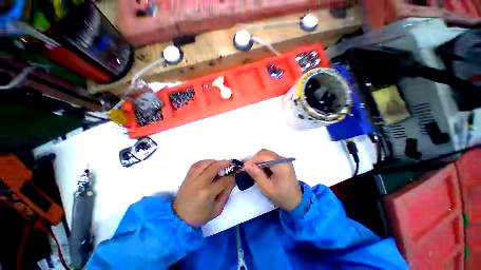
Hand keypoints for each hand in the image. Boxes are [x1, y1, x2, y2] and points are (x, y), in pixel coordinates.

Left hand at [173, 160, 235, 227]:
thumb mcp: (218, 209)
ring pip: (205, 163)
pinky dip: (204, 162)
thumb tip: (232, 180)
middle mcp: (200, 183)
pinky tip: (209, 164)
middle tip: (231, 163)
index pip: (224, 180)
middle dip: (225, 163)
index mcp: (208, 193)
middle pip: (214, 167)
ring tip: (220, 163)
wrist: (180, 218)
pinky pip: (196, 164)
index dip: (232, 176)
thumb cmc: (200, 215)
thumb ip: (226, 193)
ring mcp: (192, 178)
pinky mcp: (187, 176)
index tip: (236, 174)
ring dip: (215, 161)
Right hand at [244, 149, 301, 210]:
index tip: (244, 168)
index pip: (264, 156)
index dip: (253, 160)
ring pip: (266, 154)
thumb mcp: (267, 188)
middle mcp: (283, 159)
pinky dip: (263, 162)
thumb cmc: (281, 196)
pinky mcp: (282, 161)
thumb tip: (247, 165)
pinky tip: (263, 171)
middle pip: (265, 153)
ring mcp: (283, 160)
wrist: (296, 201)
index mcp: (281, 165)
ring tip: (257, 171)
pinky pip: (269, 157)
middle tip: (250, 170)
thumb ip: (257, 175)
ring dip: (259, 161)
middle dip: (255, 160)